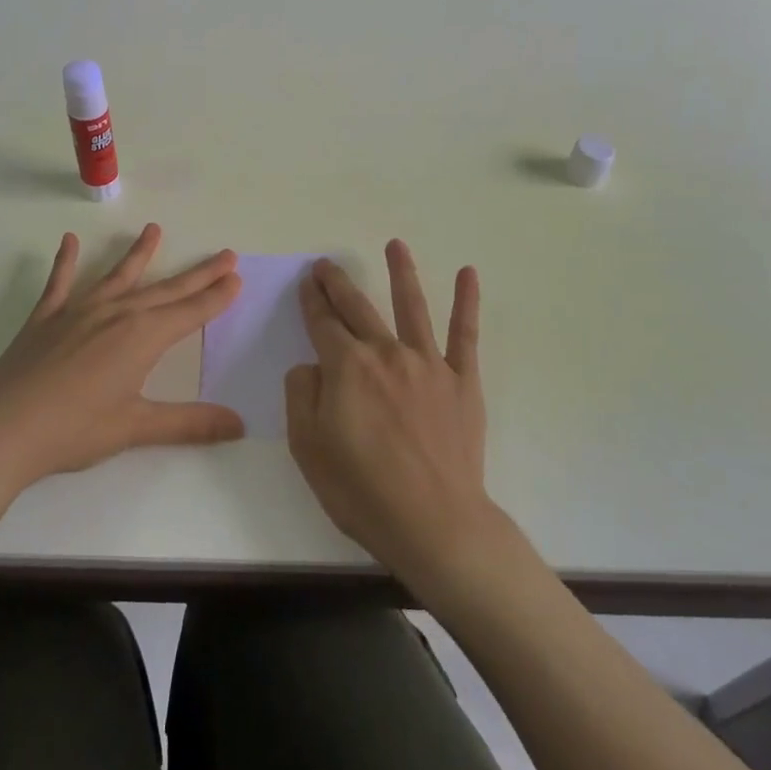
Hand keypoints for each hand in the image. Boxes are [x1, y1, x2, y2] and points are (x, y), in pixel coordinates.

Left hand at [0, 223, 244, 490]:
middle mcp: (116, 314)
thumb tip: (240, 425)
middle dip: (198, 274)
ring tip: (154, 229)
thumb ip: (189, 423)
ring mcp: (79, 310)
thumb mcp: (136, 428)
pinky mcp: (46, 317)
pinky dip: (65, 261)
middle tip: (225, 254)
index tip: (236, 277)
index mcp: (142, 337)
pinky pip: (60, 282)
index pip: (190, 312)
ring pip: (118, 276)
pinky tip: (69, 240)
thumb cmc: (74, 429)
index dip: (216, 296)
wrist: (3, 428)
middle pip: (166, 289)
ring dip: (139, 253)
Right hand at [285, 241, 494, 586]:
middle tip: (327, 264)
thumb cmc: (362, 490)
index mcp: (346, 367)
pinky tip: (468, 274)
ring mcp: (427, 364)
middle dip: (338, 283)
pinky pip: (465, 335)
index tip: (307, 283)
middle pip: (357, 308)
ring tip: (395, 246)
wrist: (434, 524)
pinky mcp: (461, 381)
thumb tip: (312, 365)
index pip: (323, 323)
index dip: (312, 301)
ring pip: (411, 307)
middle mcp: (386, 353)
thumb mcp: (308, 447)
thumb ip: (302, 395)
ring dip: (401, 273)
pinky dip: (467, 303)